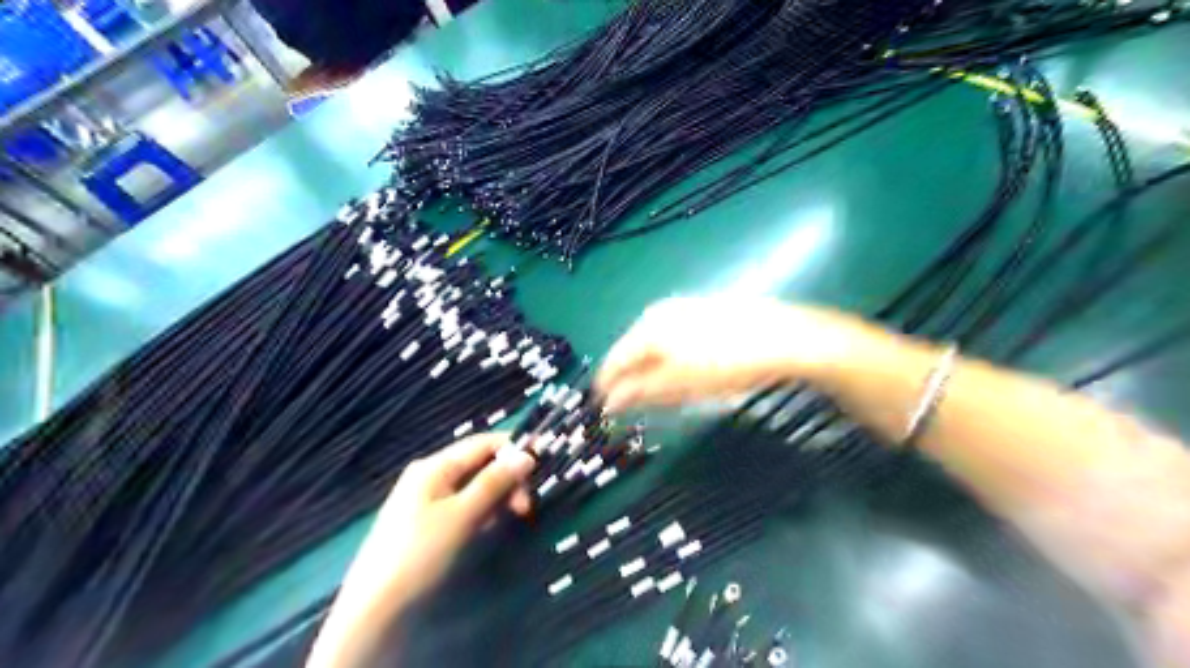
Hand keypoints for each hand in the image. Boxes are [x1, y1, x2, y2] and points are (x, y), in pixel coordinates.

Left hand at [308, 433, 532, 667]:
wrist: (375, 605)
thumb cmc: (421, 551)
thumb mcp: (463, 514)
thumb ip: (495, 482)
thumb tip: (526, 456)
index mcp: (435, 466)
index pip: (482, 443)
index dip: (513, 448)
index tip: (540, 462)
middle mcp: (430, 475)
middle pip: (479, 465)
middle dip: (506, 480)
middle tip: (524, 507)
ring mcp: (426, 498)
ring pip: (473, 486)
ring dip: (495, 498)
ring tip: (505, 521)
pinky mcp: (426, 521)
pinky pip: (462, 505)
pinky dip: (479, 512)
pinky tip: (484, 530)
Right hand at [593, 295, 865, 411]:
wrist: (783, 338)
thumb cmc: (726, 363)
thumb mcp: (679, 384)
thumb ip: (639, 392)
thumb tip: (608, 402)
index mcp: (648, 328)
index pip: (614, 361)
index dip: (608, 388)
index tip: (606, 411)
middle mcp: (659, 313)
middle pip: (634, 352)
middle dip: (637, 382)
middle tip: (649, 407)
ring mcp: (683, 309)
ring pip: (656, 347)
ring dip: (658, 373)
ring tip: (677, 395)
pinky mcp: (703, 312)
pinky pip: (676, 340)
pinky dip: (676, 361)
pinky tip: (695, 375)